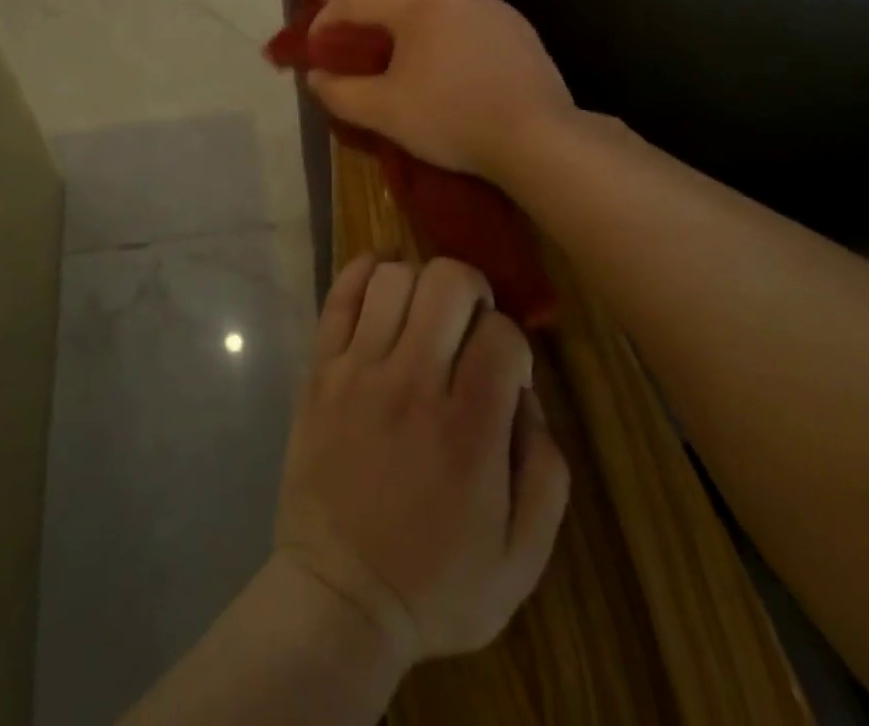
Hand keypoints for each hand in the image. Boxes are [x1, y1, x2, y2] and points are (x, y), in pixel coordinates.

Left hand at [273, 254, 570, 665]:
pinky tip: (383, 280)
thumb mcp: (522, 557)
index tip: (504, 369)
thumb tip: (526, 396)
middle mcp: (412, 383)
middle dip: (473, 289)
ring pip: (394, 277)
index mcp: (468, 430)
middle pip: (448, 283)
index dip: (513, 342)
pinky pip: (340, 295)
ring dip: (420, 282)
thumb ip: (546, 471)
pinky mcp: (321, 369)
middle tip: (470, 322)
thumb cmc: (436, 583)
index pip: (502, 334)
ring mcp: (358, 370)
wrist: (338, 597)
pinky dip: (365, 272)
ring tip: (425, 311)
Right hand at [307, 0, 576, 184]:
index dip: (324, 19)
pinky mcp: (504, 13)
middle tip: (332, 4)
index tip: (313, 46)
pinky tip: (426, 11)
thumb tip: (316, 76)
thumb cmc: (455, 121)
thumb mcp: (386, 114)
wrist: (536, 135)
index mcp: (415, 4)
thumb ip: (341, 93)